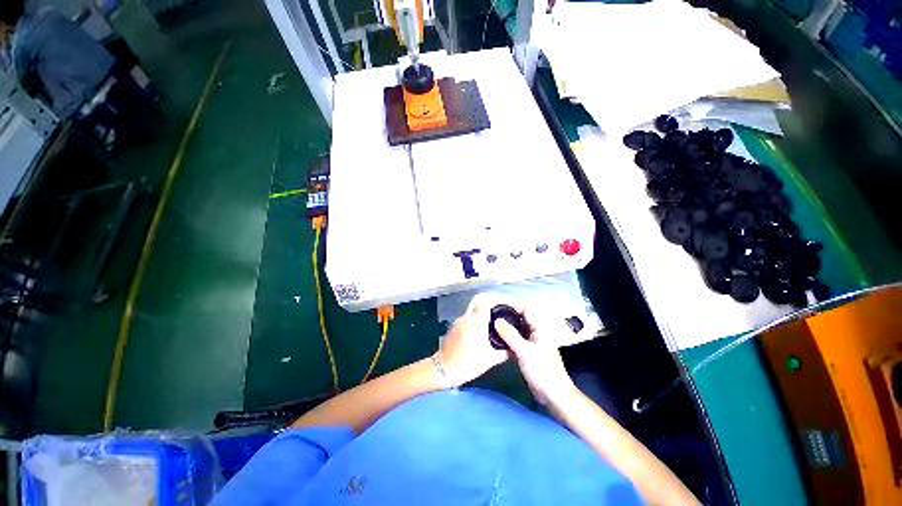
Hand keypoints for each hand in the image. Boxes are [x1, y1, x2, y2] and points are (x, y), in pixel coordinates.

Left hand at [439, 294, 509, 385]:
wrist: (443, 369)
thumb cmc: (468, 363)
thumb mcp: (490, 360)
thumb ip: (504, 352)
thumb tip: (515, 348)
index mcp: (476, 322)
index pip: (485, 300)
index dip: (496, 298)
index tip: (506, 304)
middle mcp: (467, 317)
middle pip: (478, 299)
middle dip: (490, 300)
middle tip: (500, 308)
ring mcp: (459, 321)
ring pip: (473, 308)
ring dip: (483, 310)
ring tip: (493, 320)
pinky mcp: (454, 326)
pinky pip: (468, 316)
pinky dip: (476, 318)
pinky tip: (481, 329)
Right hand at [495, 307, 576, 406]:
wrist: (553, 395)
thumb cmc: (543, 371)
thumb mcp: (525, 351)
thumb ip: (510, 335)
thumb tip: (497, 321)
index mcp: (540, 328)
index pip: (526, 309)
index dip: (513, 305)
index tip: (498, 304)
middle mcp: (536, 333)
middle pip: (521, 318)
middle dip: (508, 315)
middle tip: (492, 313)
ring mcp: (532, 343)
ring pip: (517, 330)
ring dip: (506, 327)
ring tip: (491, 324)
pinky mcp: (527, 353)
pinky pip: (515, 341)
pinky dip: (507, 338)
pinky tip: (496, 339)